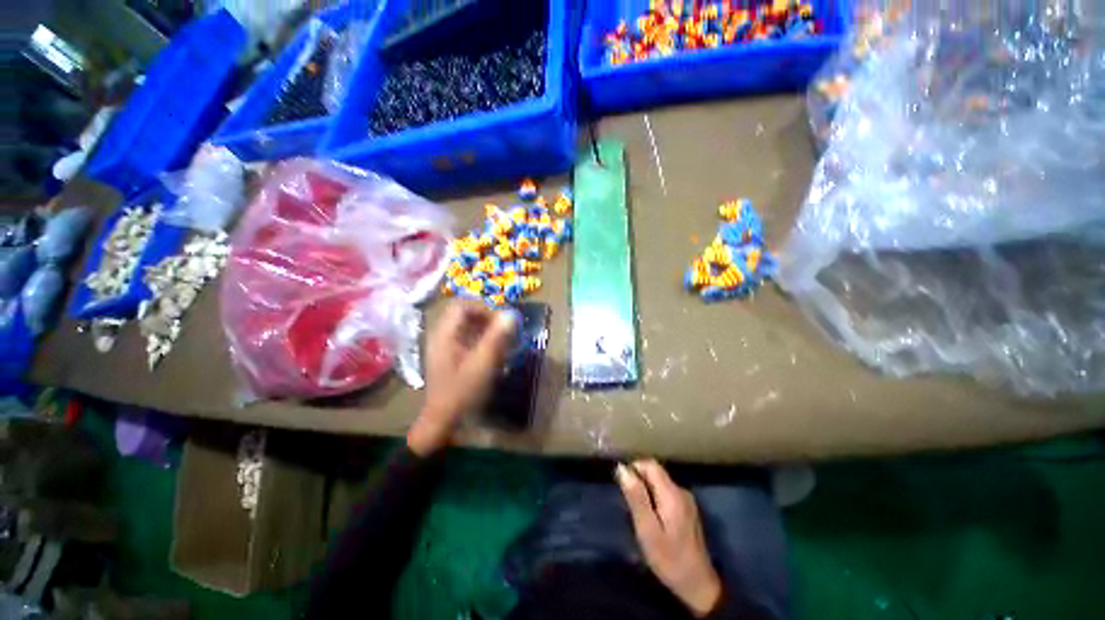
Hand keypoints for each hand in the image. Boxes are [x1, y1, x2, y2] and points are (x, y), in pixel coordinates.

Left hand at [407, 301, 515, 454]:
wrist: (442, 421)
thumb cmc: (461, 392)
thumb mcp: (482, 365)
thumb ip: (496, 339)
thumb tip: (511, 315)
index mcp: (444, 334)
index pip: (462, 305)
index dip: (484, 308)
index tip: (501, 321)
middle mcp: (442, 335)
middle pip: (465, 314)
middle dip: (488, 319)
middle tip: (506, 331)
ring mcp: (445, 346)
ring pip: (468, 326)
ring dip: (487, 329)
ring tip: (503, 341)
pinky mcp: (451, 355)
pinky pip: (468, 338)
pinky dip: (483, 339)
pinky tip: (494, 352)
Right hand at [617, 459, 722, 616]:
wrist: (698, 585)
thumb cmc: (669, 558)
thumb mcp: (647, 529)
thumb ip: (636, 497)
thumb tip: (622, 468)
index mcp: (671, 493)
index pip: (650, 464)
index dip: (634, 468)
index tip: (622, 485)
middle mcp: (681, 491)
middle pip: (655, 472)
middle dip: (639, 480)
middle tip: (628, 503)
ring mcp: (686, 500)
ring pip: (660, 482)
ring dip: (646, 490)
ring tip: (637, 511)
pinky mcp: (687, 510)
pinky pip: (666, 493)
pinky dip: (654, 498)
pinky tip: (651, 518)